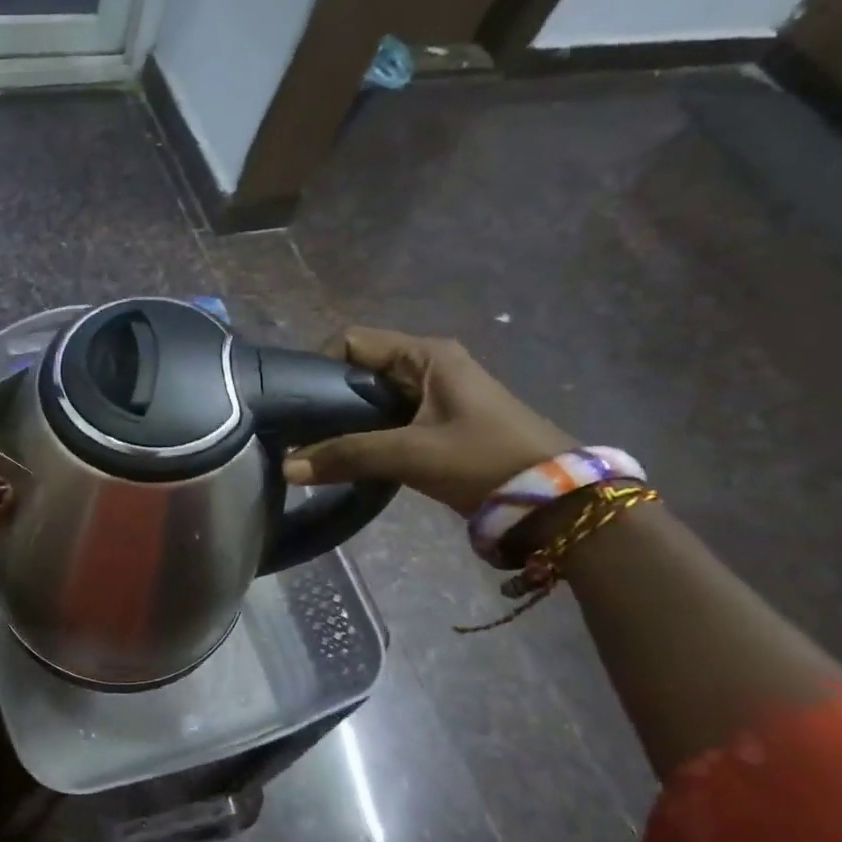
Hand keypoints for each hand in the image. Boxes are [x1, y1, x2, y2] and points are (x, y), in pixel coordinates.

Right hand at [281, 329, 570, 514]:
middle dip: (327, 397)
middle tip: (299, 430)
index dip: (319, 364)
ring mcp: (434, 395)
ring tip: (316, 447)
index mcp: (425, 354)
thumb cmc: (484, 460)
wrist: (555, 500)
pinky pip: (386, 419)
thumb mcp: (412, 454)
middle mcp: (427, 365)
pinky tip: (347, 458)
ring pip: (371, 397)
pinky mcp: (437, 424)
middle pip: (358, 369)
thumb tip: (286, 466)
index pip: (352, 341)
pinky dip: (364, 434)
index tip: (297, 402)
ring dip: (345, 420)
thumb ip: (347, 455)